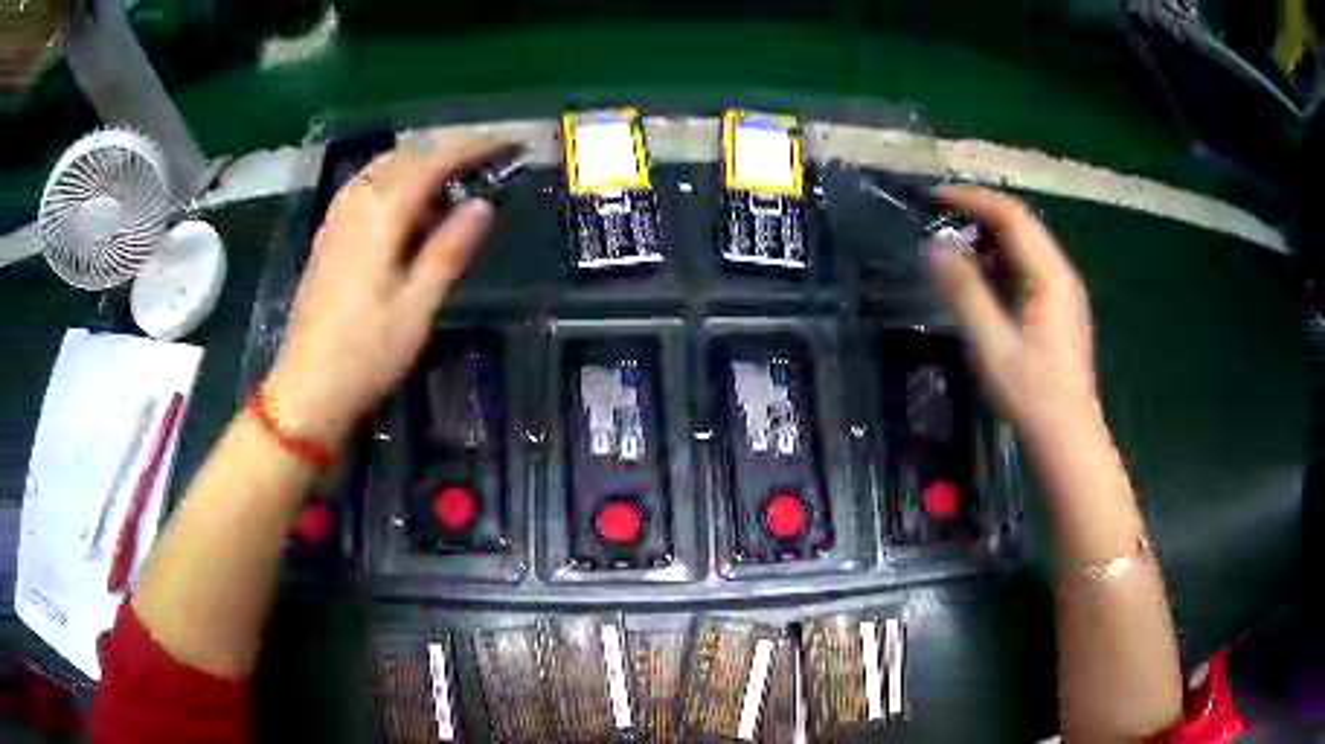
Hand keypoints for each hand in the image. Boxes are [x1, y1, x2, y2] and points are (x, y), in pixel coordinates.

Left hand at [265, 135, 504, 441]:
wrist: (307, 387)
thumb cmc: (366, 353)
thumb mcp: (417, 307)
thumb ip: (448, 250)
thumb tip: (482, 204)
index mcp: (382, 215)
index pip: (433, 160)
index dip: (474, 146)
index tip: (509, 145)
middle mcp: (357, 203)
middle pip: (407, 153)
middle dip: (450, 146)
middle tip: (489, 156)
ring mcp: (337, 217)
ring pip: (384, 165)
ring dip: (422, 159)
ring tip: (454, 177)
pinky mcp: (328, 234)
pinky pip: (366, 184)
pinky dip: (396, 178)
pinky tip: (407, 202)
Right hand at [927, 186, 1098, 434]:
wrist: (1067, 437)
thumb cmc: (1032, 395)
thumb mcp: (993, 345)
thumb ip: (965, 293)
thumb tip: (935, 249)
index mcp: (1051, 278)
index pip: (1013, 217)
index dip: (974, 200)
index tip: (937, 198)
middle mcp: (1061, 275)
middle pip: (1022, 226)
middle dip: (980, 214)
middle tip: (940, 219)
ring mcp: (1063, 292)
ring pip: (1026, 247)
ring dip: (990, 239)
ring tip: (954, 248)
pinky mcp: (1059, 309)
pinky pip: (1028, 269)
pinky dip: (1002, 262)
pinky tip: (981, 280)